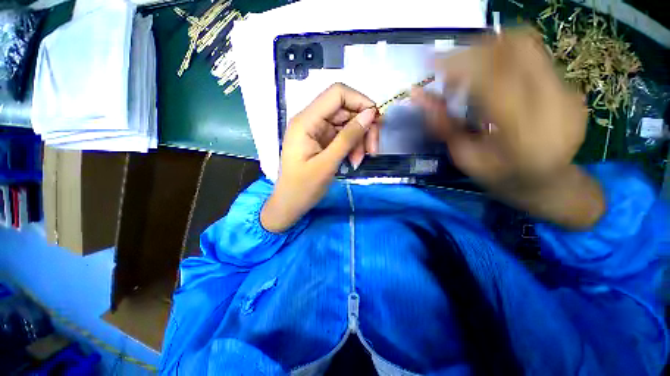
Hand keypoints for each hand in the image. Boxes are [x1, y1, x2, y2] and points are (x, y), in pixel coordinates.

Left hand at [261, 83, 378, 232]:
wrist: (290, 204)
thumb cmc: (303, 188)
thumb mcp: (327, 164)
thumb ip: (348, 138)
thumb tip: (370, 113)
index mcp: (306, 121)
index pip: (337, 93)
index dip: (360, 101)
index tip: (375, 121)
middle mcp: (311, 120)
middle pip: (346, 109)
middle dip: (363, 127)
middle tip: (372, 150)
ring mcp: (317, 130)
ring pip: (347, 123)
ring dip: (359, 140)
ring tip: (359, 160)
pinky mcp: (322, 140)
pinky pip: (343, 136)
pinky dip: (352, 146)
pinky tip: (353, 160)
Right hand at [413, 28, 603, 227]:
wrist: (550, 184)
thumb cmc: (500, 179)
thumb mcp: (465, 158)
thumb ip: (442, 125)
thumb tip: (417, 96)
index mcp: (523, 134)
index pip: (491, 78)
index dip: (458, 63)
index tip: (430, 63)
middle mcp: (553, 105)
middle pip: (514, 47)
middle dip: (473, 50)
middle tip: (449, 68)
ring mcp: (567, 92)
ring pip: (526, 46)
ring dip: (488, 50)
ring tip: (468, 72)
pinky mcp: (570, 88)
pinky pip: (533, 58)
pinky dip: (504, 59)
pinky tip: (491, 79)